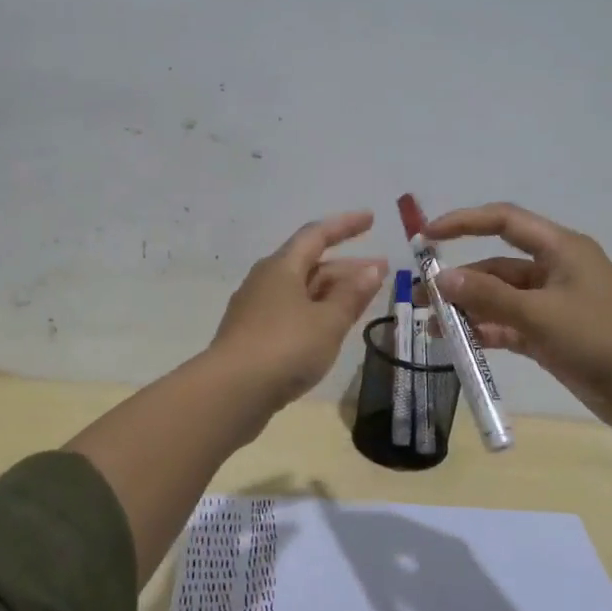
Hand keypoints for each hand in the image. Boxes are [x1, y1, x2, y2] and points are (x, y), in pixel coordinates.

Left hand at [211, 211, 387, 405]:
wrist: (232, 392)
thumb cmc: (285, 347)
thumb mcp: (328, 321)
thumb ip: (351, 295)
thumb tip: (372, 269)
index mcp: (282, 267)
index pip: (317, 235)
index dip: (345, 225)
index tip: (371, 219)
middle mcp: (266, 281)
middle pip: (310, 264)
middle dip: (346, 266)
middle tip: (379, 270)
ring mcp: (256, 309)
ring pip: (302, 290)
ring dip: (333, 291)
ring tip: (362, 299)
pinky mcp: (253, 336)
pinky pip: (292, 312)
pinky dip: (317, 312)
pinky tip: (330, 326)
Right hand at [425, 203, 611, 433]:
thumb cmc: (598, 338)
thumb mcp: (539, 313)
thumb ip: (488, 296)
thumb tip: (442, 279)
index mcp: (560, 249)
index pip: (504, 221)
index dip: (464, 222)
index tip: (427, 237)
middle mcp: (555, 270)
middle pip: (497, 265)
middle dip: (460, 279)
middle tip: (422, 297)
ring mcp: (553, 304)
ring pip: (500, 298)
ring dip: (469, 310)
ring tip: (433, 326)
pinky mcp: (552, 335)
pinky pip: (510, 325)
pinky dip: (487, 332)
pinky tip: (459, 345)